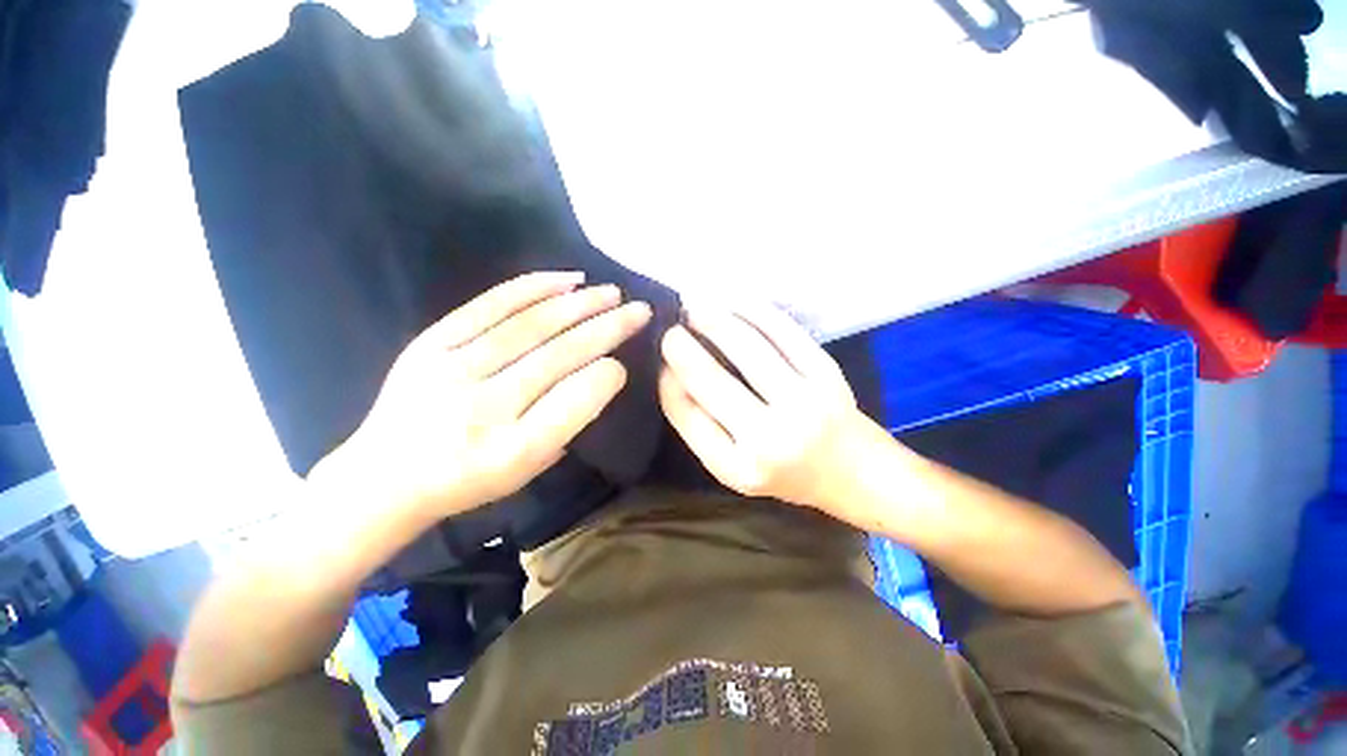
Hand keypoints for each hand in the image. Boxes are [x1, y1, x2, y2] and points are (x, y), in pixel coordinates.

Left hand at [318, 272, 651, 521]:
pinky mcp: (430, 344)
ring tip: (611, 292)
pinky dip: (532, 288)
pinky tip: (566, 280)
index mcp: (513, 452)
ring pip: (530, 326)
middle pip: (559, 356)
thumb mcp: (528, 468)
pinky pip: (489, 307)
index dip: (607, 375)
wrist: (384, 476)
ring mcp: (451, 371)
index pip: (575, 402)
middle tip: (640, 309)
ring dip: (579, 304)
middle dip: (608, 328)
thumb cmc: (469, 479)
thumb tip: (603, 373)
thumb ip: (568, 423)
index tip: (626, 362)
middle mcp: (483, 410)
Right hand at [658, 305, 894, 515]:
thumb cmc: (785, 473)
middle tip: (671, 328)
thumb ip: (700, 426)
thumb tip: (671, 372)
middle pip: (711, 380)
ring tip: (696, 308)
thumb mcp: (733, 466)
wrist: (853, 471)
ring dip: (714, 320)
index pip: (687, 414)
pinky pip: (782, 331)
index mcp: (739, 467)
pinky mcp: (827, 373)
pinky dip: (753, 311)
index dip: (667, 380)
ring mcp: (804, 402)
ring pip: (747, 347)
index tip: (660, 360)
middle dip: (682, 346)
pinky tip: (734, 302)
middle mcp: (771, 438)